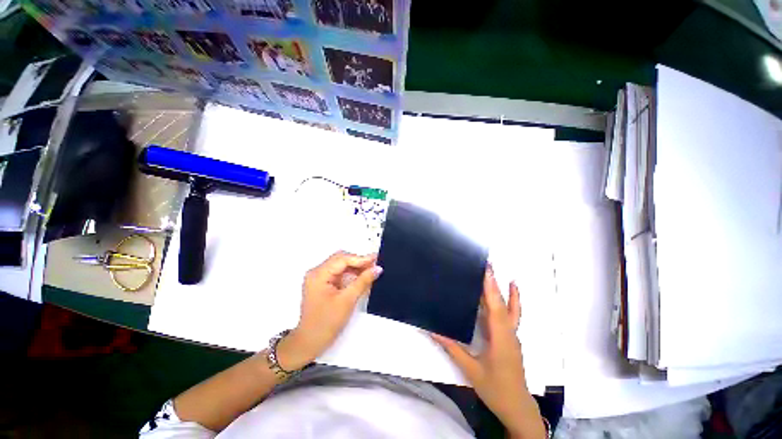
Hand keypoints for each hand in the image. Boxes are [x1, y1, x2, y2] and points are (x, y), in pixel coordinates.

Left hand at [277, 251, 381, 370]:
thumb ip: (363, 281)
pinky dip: (351, 274)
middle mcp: (317, 273)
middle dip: (358, 261)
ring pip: (341, 266)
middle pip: (341, 259)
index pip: (342, 259)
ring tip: (371, 271)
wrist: (310, 343)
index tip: (376, 259)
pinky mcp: (323, 284)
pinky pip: (339, 273)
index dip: (361, 258)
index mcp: (318, 274)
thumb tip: (377, 269)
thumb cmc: (325, 324)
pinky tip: (362, 277)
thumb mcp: (347, 301)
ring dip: (356, 268)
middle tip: (375, 264)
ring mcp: (319, 278)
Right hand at [432, 267, 543, 437]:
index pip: (496, 307)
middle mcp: (509, 333)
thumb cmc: (495, 388)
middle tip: (489, 266)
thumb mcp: (470, 369)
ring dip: (504, 291)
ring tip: (500, 275)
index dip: (491, 287)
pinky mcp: (511, 339)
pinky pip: (510, 316)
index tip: (487, 270)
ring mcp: (512, 336)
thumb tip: (433, 331)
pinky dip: (508, 302)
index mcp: (500, 338)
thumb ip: (452, 348)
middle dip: (497, 283)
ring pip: (510, 309)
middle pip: (504, 304)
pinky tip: (504, 297)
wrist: (517, 407)